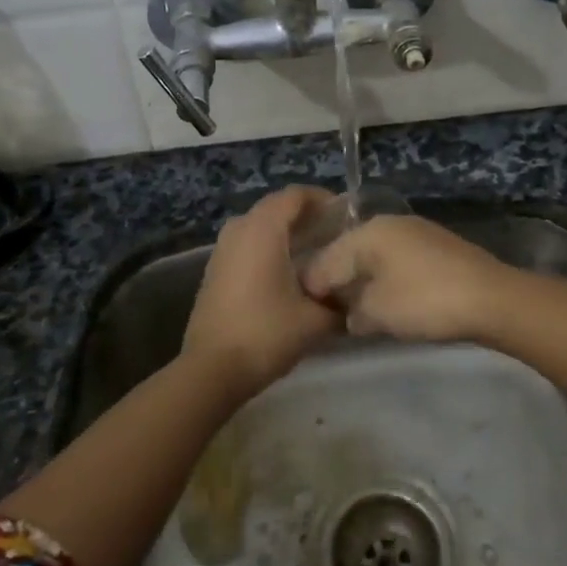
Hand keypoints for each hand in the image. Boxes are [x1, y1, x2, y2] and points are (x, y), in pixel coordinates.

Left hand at [181, 187, 342, 399]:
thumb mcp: (316, 320)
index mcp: (263, 229)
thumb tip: (354, 296)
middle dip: (308, 217)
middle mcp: (240, 229)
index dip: (323, 199)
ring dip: (289, 234)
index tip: (347, 215)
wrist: (212, 370)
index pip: (296, 195)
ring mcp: (223, 249)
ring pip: (261, 227)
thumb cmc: (266, 334)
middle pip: (278, 208)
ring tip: (319, 253)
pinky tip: (291, 274)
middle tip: (338, 235)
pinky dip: (271, 248)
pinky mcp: (216, 270)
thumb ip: (340, 302)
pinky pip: (249, 245)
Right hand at [301, 215, 515, 343]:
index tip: (307, 314)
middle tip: (331, 314)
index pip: (326, 259)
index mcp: (368, 231)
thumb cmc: (425, 301)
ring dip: (365, 282)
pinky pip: (398, 263)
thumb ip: (353, 313)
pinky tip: (391, 302)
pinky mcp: (437, 248)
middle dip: (339, 282)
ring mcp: (416, 233)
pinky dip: (389, 281)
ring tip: (359, 311)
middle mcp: (389, 223)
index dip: (314, 288)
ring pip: (375, 257)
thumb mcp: (377, 313)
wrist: (492, 299)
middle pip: (350, 253)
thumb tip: (351, 315)